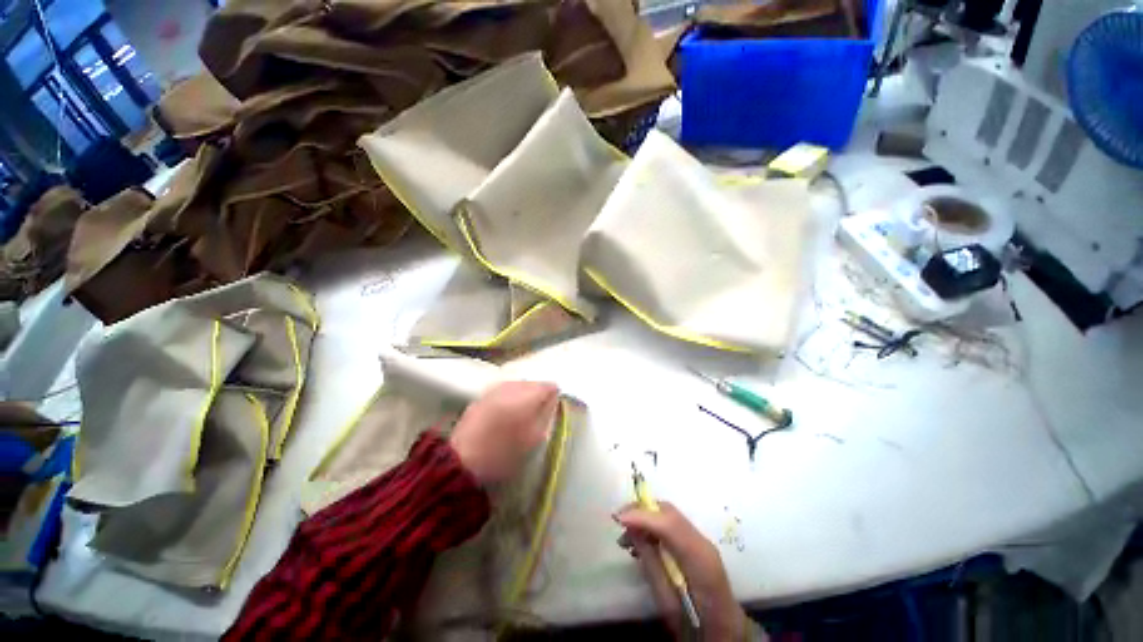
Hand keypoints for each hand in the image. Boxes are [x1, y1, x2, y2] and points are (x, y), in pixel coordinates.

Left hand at [449, 381, 559, 484]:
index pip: (549, 386)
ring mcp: (495, 389)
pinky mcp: (482, 396)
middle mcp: (512, 386)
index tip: (553, 410)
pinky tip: (506, 414)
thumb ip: (546, 415)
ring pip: (518, 386)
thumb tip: (552, 400)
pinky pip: (504, 391)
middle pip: (533, 383)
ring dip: (523, 396)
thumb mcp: (533, 438)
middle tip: (538, 414)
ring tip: (522, 415)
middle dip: (538, 395)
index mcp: (527, 395)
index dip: (554, 396)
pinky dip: (509, 398)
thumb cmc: (503, 453)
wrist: (462, 461)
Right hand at [616, 502, 749, 640]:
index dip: (642, 516)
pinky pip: (670, 524)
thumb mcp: (667, 602)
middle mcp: (701, 541)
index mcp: (699, 559)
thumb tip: (633, 533)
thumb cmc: (694, 624)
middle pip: (668, 512)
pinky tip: (640, 540)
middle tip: (618, 520)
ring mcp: (700, 540)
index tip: (617, 518)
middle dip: (641, 510)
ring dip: (645, 517)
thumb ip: (651, 564)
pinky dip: (652, 525)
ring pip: (668, 514)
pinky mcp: (695, 542)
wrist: (724, 632)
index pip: (669, 525)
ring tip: (626, 536)